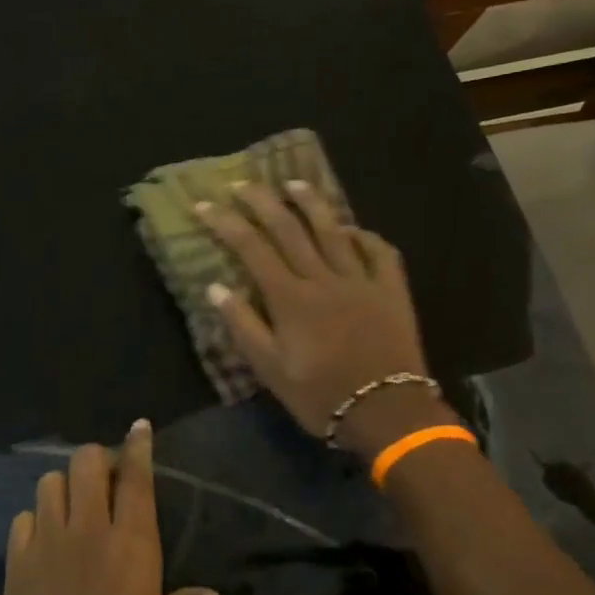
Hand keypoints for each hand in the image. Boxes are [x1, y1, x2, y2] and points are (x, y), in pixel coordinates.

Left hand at [0, 422, 220, 594]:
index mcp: (132, 543)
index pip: (136, 476)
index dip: (138, 445)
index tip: (139, 426)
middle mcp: (88, 530)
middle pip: (86, 462)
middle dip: (97, 461)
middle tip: (107, 482)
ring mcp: (46, 545)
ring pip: (49, 482)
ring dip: (64, 486)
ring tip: (74, 510)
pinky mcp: (16, 566)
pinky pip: (23, 520)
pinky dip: (36, 521)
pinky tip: (45, 544)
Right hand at [196, 181, 453, 456]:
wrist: (387, 412)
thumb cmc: (321, 395)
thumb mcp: (270, 370)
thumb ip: (243, 325)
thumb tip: (215, 287)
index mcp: (290, 298)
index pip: (251, 248)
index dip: (225, 222)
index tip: (203, 204)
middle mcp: (323, 278)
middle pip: (289, 228)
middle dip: (262, 201)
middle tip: (243, 184)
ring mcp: (361, 280)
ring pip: (333, 229)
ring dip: (311, 202)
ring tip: (294, 183)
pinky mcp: (391, 290)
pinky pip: (379, 251)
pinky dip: (363, 235)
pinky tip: (351, 229)